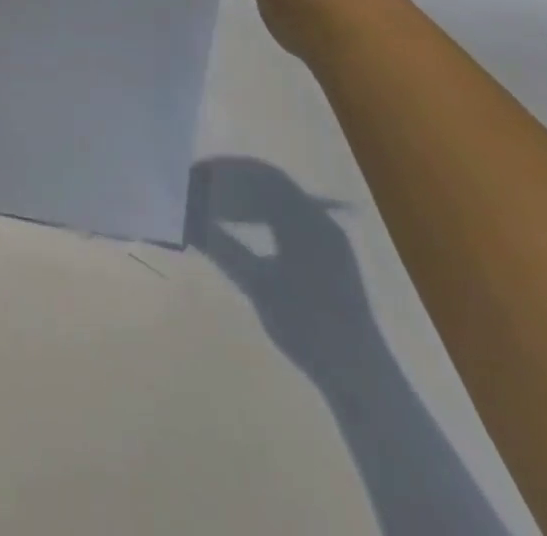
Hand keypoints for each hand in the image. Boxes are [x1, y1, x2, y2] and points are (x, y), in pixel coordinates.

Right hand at [185, 156, 376, 367]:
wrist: (359, 377)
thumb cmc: (307, 327)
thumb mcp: (258, 285)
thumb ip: (222, 247)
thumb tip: (186, 219)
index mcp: (308, 221)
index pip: (263, 176)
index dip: (227, 170)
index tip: (197, 174)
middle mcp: (321, 221)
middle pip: (272, 184)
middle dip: (234, 181)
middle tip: (201, 187)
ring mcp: (328, 238)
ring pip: (280, 201)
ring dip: (247, 198)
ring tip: (215, 206)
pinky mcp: (328, 256)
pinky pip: (290, 219)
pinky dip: (262, 216)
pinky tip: (242, 228)